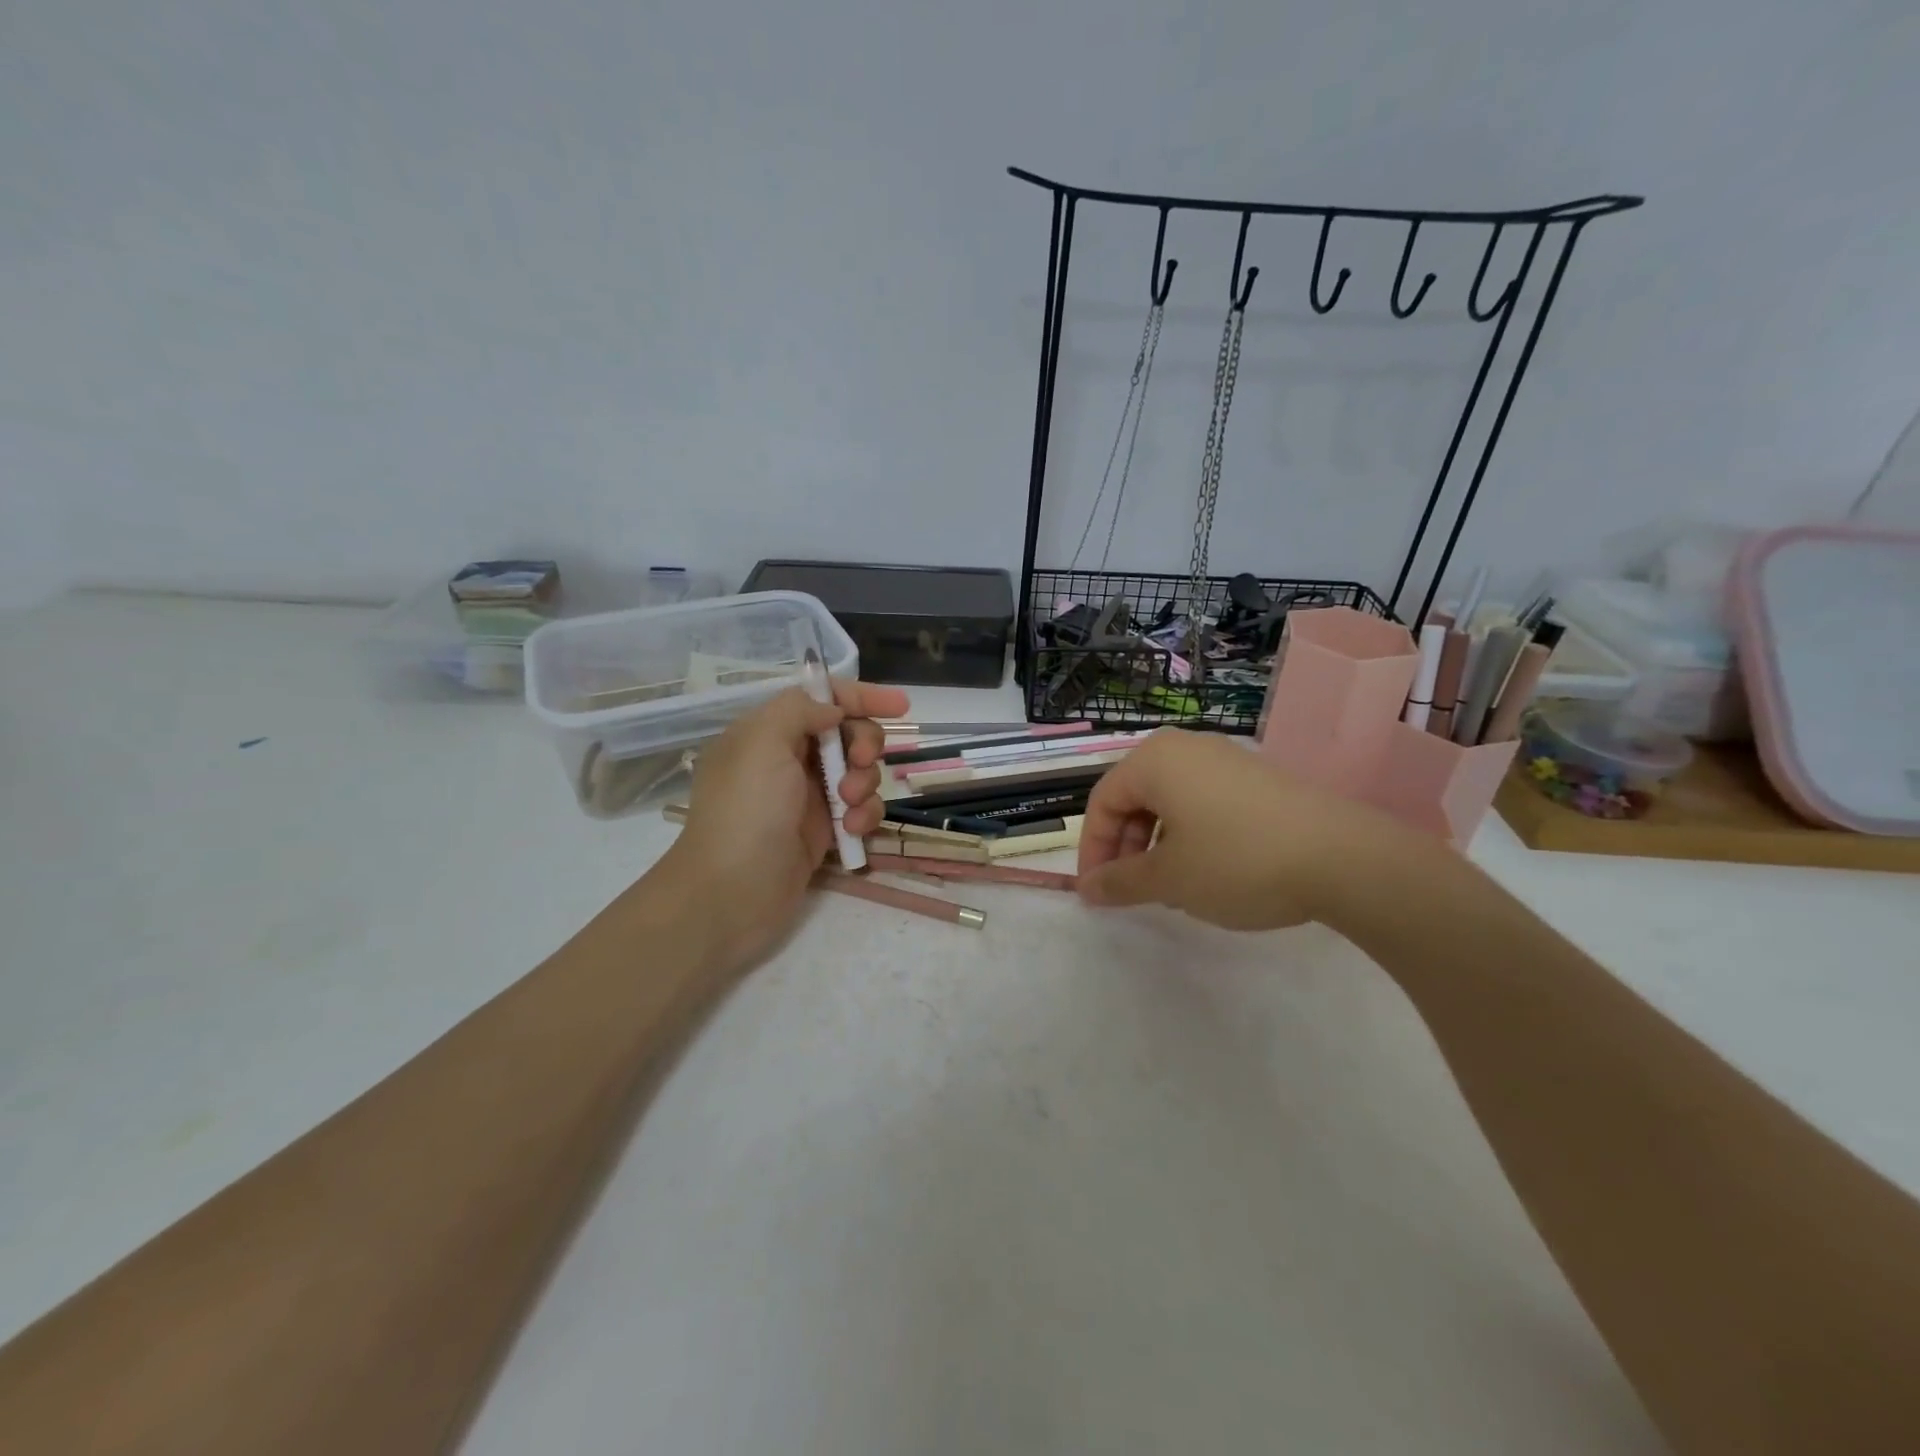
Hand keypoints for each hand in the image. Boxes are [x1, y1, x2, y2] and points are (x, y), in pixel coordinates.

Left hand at [653, 679, 907, 974]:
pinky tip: (851, 832)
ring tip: (848, 806)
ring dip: (865, 783)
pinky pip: (860, 810)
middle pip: (848, 733)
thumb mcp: (762, 743)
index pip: (821, 699)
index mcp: (768, 732)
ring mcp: (808, 797)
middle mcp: (788, 760)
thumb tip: (834, 710)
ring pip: (860, 773)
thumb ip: (800, 710)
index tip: (901, 706)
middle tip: (860, 762)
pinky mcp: (824, 832)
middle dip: (864, 744)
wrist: (732, 894)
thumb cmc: (746, 811)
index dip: (861, 697)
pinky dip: (863, 816)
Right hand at [1075, 729, 1420, 931]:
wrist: (1344, 858)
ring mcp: (1227, 760)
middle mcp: (1187, 748)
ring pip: (1170, 801)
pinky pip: (1204, 802)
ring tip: (1172, 886)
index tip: (1098, 891)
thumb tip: (1087, 887)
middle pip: (1135, 797)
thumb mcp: (1169, 879)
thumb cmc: (1237, 861)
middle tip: (1133, 890)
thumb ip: (1120, 882)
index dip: (1093, 849)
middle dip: (1126, 847)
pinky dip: (1191, 835)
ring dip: (1157, 844)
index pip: (1103, 801)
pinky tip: (1211, 871)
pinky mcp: (1258, 779)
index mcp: (1155, 761)